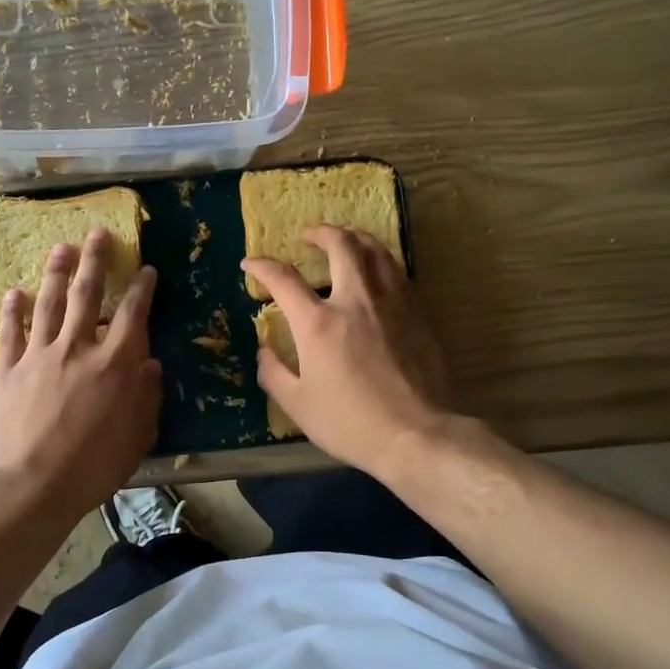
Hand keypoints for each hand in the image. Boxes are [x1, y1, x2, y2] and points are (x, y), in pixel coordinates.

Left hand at [0, 229, 160, 521]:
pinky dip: (12, 309)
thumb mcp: (137, 437)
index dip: (141, 289)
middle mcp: (77, 349)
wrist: (32, 486)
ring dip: (55, 272)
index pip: (132, 315)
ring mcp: (38, 356)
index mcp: (114, 365)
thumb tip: (151, 365)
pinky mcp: (8, 371)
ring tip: (61, 248)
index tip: (146, 271)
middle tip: (97, 234)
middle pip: (86, 294)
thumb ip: (147, 397)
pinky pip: (11, 332)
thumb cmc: (93, 467)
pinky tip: (14, 291)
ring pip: (47, 303)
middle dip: (95, 261)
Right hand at [243, 227, 451, 476]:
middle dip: (320, 233)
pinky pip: (398, 273)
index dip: (262, 266)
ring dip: (355, 238)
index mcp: (318, 324)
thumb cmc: (350, 423)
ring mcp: (393, 303)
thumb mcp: (297, 405)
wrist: (416, 435)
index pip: (284, 279)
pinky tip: (377, 273)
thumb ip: (274, 372)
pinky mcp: (419, 313)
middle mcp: (356, 301)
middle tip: (308, 236)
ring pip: (376, 250)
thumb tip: (265, 349)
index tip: (251, 265)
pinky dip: (380, 262)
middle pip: (340, 246)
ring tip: (345, 240)